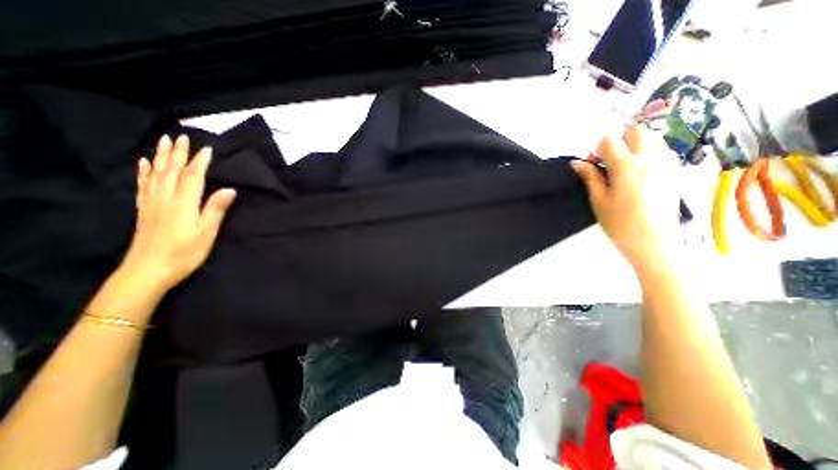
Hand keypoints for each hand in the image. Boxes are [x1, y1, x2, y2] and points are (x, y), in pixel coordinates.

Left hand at [115, 134, 234, 293]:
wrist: (148, 270)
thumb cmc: (185, 253)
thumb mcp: (207, 233)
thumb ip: (216, 209)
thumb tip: (229, 189)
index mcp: (183, 203)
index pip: (192, 177)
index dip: (200, 162)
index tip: (207, 148)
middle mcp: (165, 198)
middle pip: (171, 171)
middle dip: (178, 153)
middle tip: (181, 136)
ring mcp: (152, 203)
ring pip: (156, 174)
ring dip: (161, 157)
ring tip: (163, 142)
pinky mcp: (145, 210)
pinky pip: (143, 185)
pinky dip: (143, 172)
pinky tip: (143, 163)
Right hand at [574, 124, 683, 270]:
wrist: (654, 242)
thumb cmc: (620, 223)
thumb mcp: (598, 200)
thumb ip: (589, 177)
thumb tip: (577, 163)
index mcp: (627, 167)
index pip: (610, 140)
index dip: (597, 149)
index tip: (593, 164)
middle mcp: (650, 159)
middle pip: (636, 130)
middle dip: (620, 141)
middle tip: (609, 161)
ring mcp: (667, 164)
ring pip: (652, 138)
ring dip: (635, 146)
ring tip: (624, 168)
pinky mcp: (675, 171)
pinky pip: (662, 150)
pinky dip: (648, 154)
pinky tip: (639, 174)